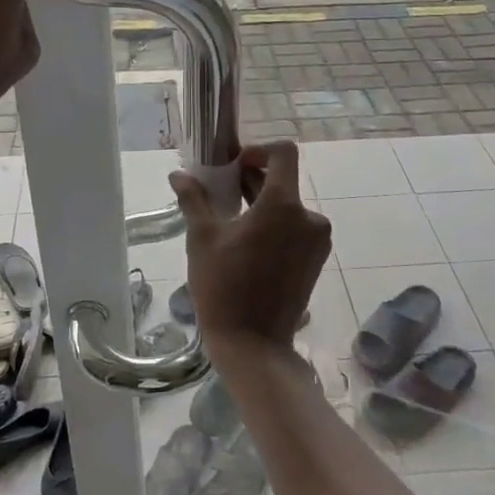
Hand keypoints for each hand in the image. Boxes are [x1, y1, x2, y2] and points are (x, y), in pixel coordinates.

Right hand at [170, 142, 331, 347]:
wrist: (253, 344)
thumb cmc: (223, 286)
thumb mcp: (202, 238)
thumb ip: (193, 199)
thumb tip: (178, 175)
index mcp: (284, 205)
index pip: (284, 153)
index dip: (259, 150)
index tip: (234, 165)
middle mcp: (309, 218)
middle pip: (284, 182)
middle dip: (253, 181)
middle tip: (221, 193)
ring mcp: (316, 241)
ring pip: (289, 207)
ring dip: (263, 206)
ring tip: (231, 222)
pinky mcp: (316, 261)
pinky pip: (296, 229)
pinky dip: (275, 226)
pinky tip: (248, 244)